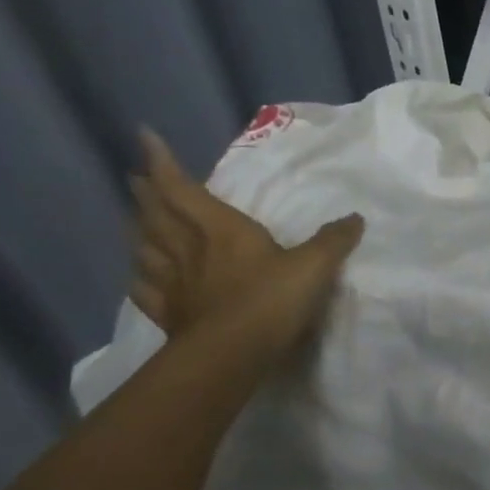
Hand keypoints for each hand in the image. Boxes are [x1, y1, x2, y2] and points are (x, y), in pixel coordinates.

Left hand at [129, 129, 363, 358]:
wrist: (232, 353)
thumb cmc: (271, 300)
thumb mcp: (315, 265)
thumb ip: (334, 240)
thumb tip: (355, 218)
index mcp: (220, 230)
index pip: (182, 188)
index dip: (162, 162)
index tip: (144, 136)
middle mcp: (189, 249)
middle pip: (157, 214)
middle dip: (146, 193)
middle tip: (134, 178)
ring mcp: (174, 283)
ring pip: (146, 248)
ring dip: (138, 229)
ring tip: (135, 219)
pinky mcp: (170, 314)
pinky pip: (146, 289)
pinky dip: (140, 277)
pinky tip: (138, 276)